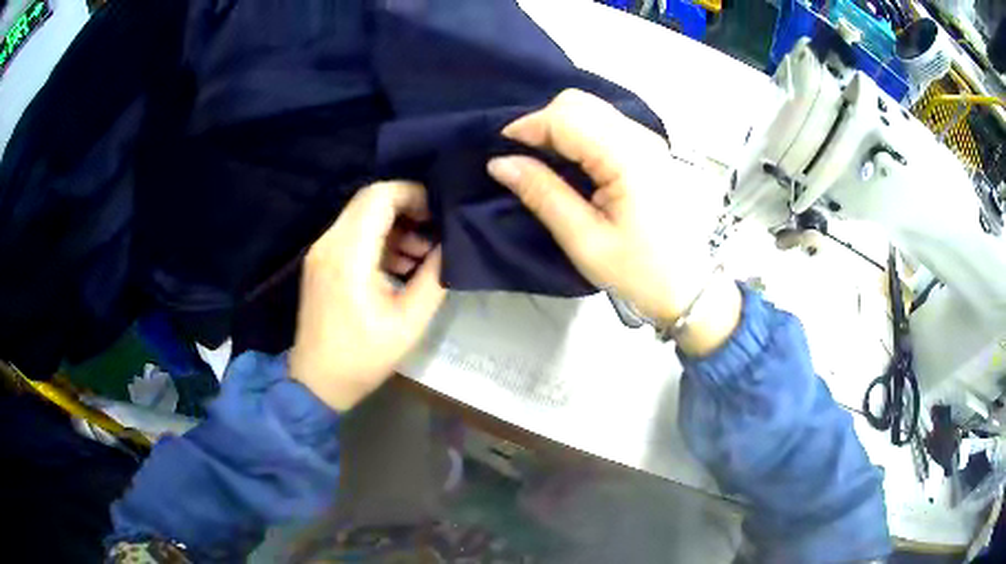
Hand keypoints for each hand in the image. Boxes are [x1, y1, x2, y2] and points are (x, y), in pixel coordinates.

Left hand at [289, 181, 445, 410]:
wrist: (317, 381)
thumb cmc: (364, 357)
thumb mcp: (410, 321)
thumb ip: (434, 277)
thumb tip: (449, 246)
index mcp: (349, 254)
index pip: (380, 196)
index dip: (414, 194)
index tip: (439, 215)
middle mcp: (329, 242)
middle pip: (370, 199)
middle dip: (408, 207)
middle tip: (434, 233)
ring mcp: (320, 250)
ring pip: (361, 214)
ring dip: (394, 224)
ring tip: (421, 255)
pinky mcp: (320, 260)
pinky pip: (352, 232)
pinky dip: (378, 238)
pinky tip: (399, 264)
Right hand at [487, 89, 739, 355]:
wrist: (688, 288)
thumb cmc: (639, 271)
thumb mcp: (584, 240)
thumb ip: (543, 194)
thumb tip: (500, 163)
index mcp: (627, 158)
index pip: (566, 118)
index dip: (528, 127)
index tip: (501, 150)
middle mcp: (641, 138)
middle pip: (579, 104)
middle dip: (542, 122)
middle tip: (522, 157)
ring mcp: (649, 141)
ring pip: (592, 109)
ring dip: (560, 126)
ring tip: (542, 160)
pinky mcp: (650, 150)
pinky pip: (605, 124)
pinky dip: (579, 133)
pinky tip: (569, 160)